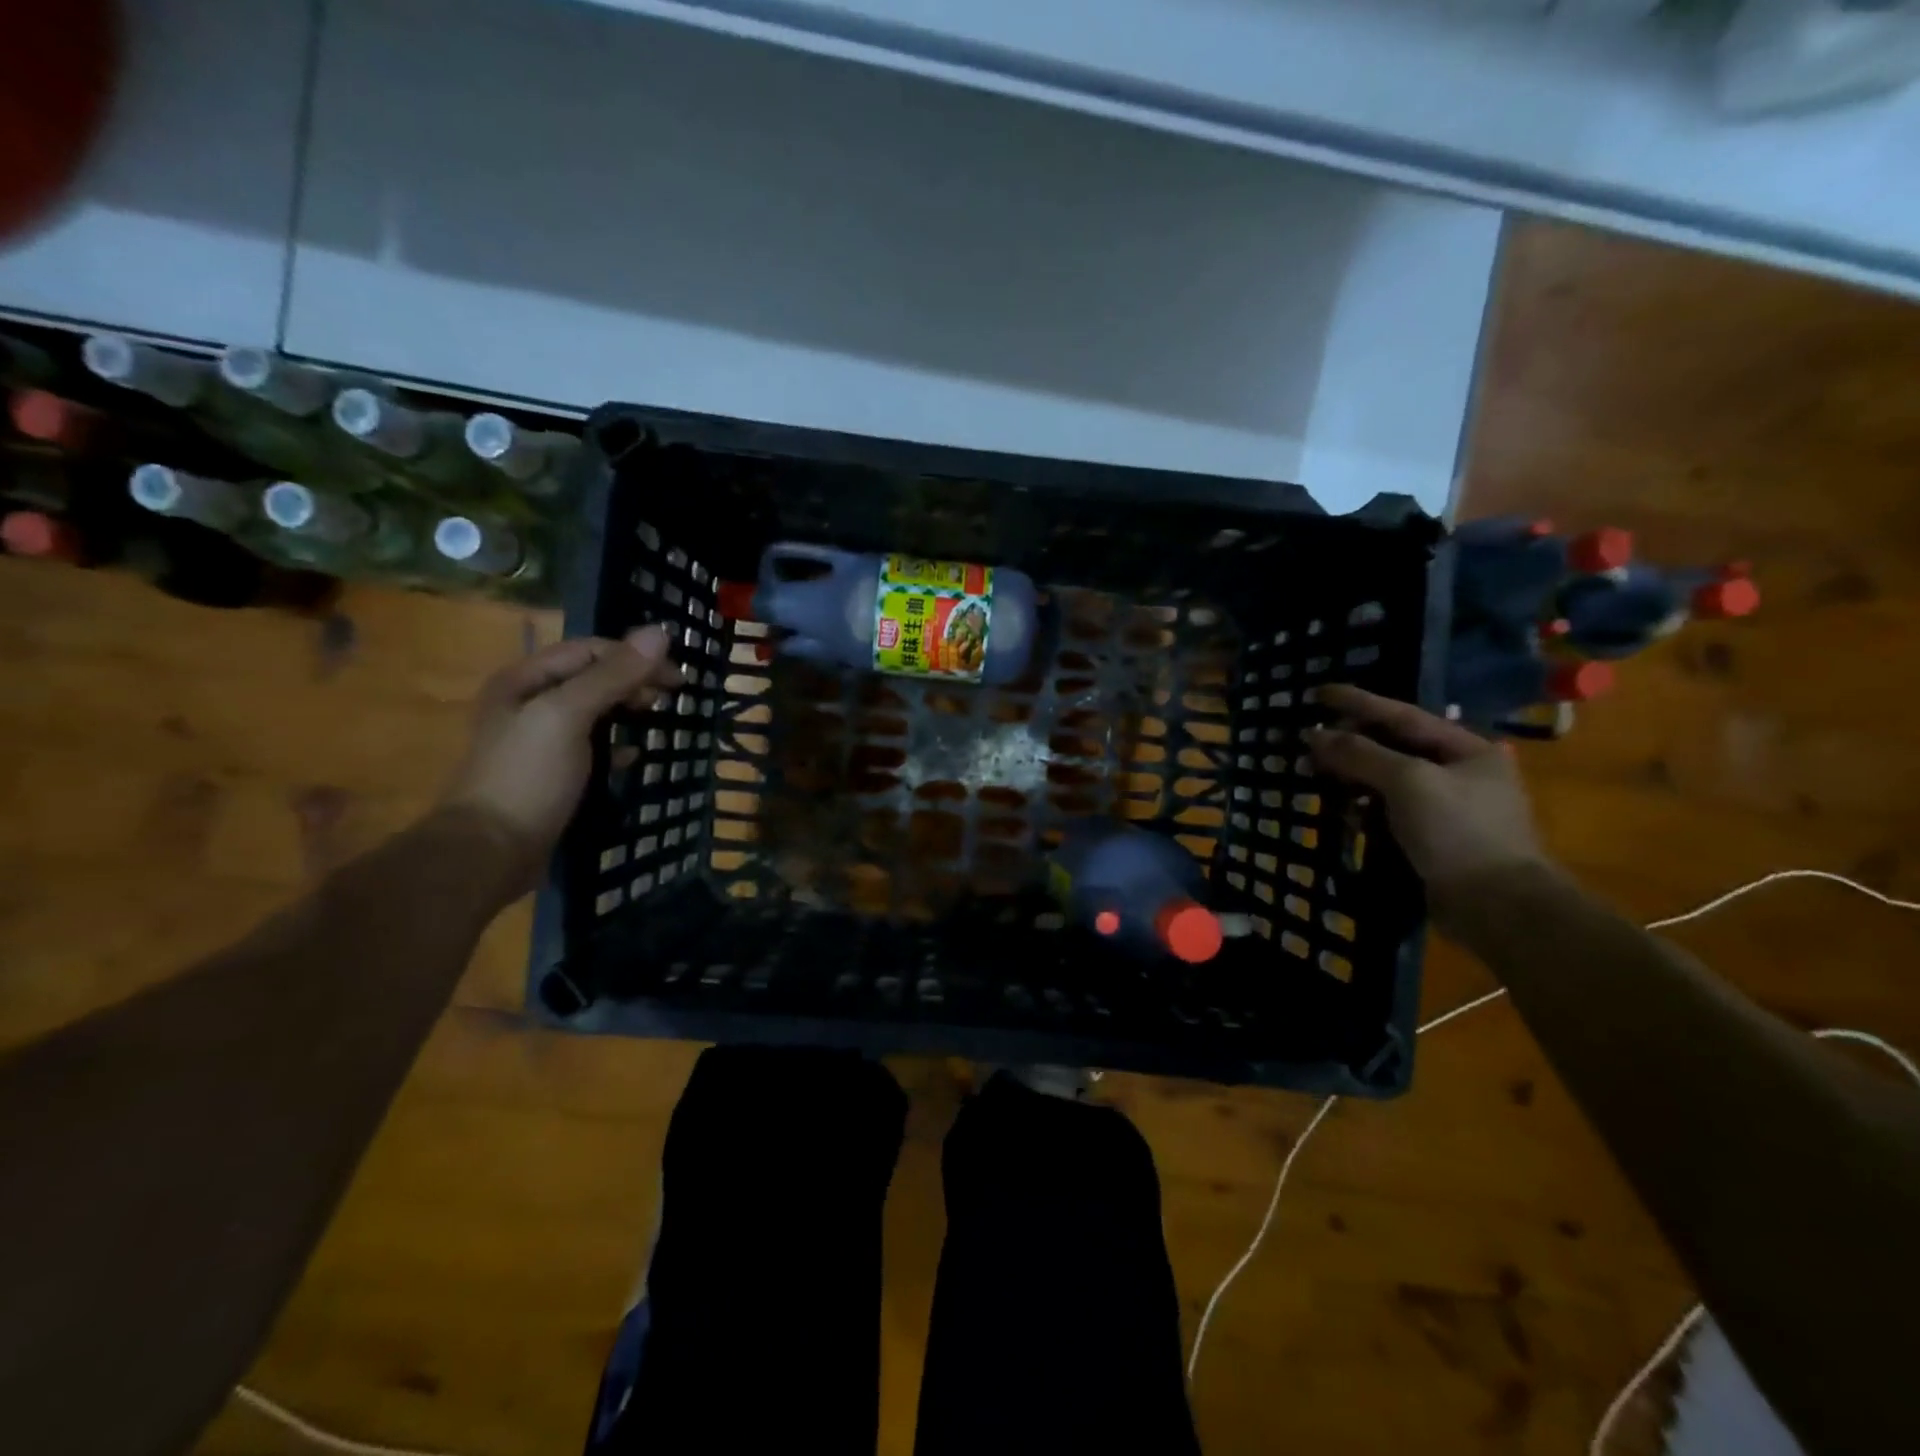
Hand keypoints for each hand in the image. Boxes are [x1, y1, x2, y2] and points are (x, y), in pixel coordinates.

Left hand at [442, 627, 684, 895]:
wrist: (490, 852)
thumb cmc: (527, 776)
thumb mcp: (568, 715)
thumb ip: (613, 675)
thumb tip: (661, 632)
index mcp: (525, 680)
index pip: (589, 650)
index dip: (633, 656)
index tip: (675, 678)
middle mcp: (529, 703)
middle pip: (592, 677)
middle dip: (633, 681)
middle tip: (669, 699)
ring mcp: (539, 740)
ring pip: (595, 711)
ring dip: (628, 710)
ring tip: (657, 720)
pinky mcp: (552, 773)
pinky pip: (593, 746)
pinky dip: (617, 745)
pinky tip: (635, 756)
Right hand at [1304, 685, 1550, 923]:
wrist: (1497, 906)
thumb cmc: (1458, 831)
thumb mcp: (1408, 782)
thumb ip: (1361, 753)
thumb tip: (1315, 735)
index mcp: (1466, 749)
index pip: (1401, 715)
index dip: (1357, 702)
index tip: (1318, 692)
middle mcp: (1458, 772)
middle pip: (1392, 747)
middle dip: (1349, 743)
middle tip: (1308, 740)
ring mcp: (1445, 807)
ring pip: (1386, 781)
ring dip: (1351, 777)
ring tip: (1315, 774)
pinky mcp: (1431, 838)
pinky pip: (1388, 811)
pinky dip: (1363, 809)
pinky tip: (1342, 813)